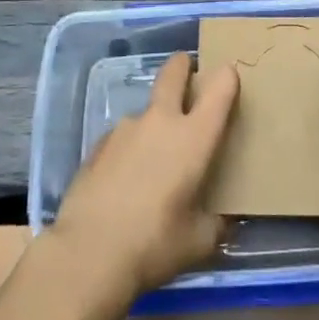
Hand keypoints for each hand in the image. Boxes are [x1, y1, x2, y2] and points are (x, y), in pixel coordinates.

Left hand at [46, 52, 239, 303]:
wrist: (87, 254)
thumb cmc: (154, 244)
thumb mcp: (199, 241)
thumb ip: (215, 223)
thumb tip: (222, 220)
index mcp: (194, 137)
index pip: (220, 87)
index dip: (228, 76)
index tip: (230, 79)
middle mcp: (160, 121)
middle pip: (174, 72)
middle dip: (184, 65)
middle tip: (190, 71)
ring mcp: (125, 129)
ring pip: (146, 110)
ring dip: (155, 122)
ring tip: (154, 161)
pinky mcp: (97, 145)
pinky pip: (123, 137)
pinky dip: (130, 149)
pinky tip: (125, 180)